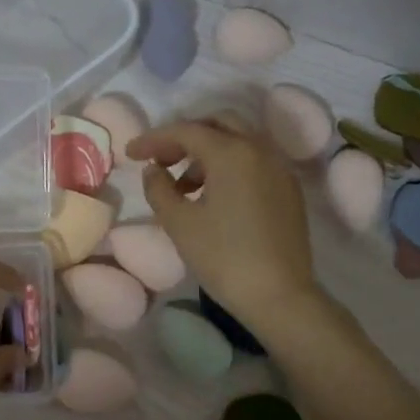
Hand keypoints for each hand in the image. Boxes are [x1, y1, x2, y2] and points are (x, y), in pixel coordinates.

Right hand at [127, 114, 316, 330]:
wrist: (279, 296)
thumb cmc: (223, 258)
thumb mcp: (180, 224)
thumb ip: (159, 189)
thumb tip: (153, 170)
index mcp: (232, 153)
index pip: (186, 131)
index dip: (154, 138)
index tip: (130, 153)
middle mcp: (260, 150)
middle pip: (218, 123)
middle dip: (185, 136)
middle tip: (161, 160)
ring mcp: (279, 168)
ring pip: (239, 141)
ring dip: (207, 151)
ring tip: (183, 186)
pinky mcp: (288, 189)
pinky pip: (254, 161)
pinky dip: (229, 165)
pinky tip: (213, 196)